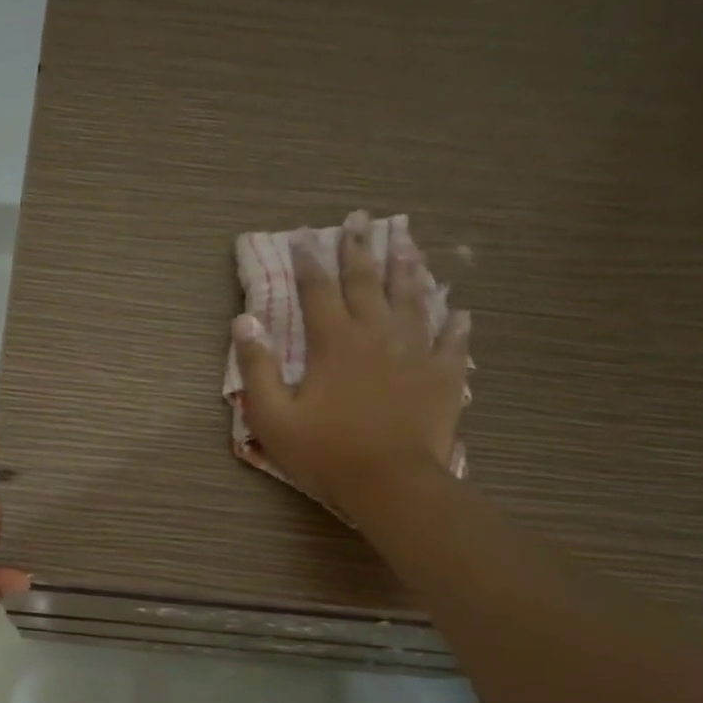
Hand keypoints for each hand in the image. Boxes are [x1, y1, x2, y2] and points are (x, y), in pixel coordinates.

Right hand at [233, 212, 470, 516]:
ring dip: (408, 269)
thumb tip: (244, 321)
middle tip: (359, 218)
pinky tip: (459, 309)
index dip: (309, 261)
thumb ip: (257, 367)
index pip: (317, 291)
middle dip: (359, 248)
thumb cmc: (326, 453)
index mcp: (334, 343)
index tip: (304, 235)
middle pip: (367, 283)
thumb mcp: (273, 417)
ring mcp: (416, 353)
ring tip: (407, 242)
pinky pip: (452, 342)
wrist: (391, 485)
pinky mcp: (443, 377)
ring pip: (413, 300)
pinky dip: (455, 324)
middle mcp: (377, 336)